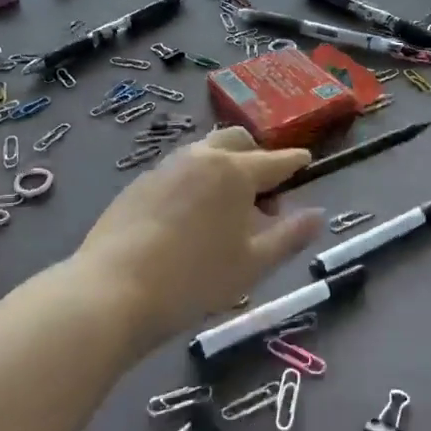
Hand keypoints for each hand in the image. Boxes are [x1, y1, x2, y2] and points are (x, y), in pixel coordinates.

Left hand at [75, 128, 324, 345]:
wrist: (113, 290)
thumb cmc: (194, 280)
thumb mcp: (253, 264)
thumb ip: (289, 236)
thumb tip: (318, 214)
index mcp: (235, 171)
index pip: (276, 160)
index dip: (295, 162)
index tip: (306, 163)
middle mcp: (201, 156)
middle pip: (238, 141)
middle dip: (257, 157)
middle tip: (264, 194)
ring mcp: (166, 166)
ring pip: (205, 151)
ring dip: (225, 166)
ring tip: (227, 206)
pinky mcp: (140, 182)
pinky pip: (179, 169)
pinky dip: (196, 180)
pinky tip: (190, 215)